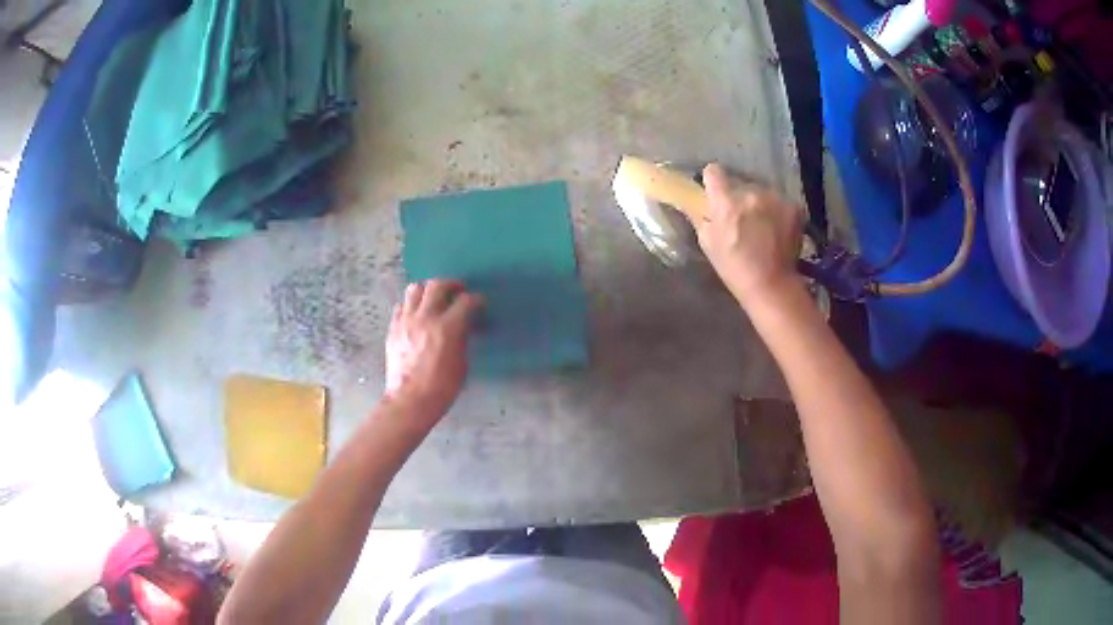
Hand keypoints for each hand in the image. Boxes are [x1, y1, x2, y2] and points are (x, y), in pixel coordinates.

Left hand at [384, 280, 482, 425]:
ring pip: (415, 289)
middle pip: (438, 285)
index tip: (479, 304)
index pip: (466, 301)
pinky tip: (417, 315)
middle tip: (458, 291)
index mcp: (447, 328)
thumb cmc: (442, 388)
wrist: (410, 402)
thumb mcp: (461, 363)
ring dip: (428, 290)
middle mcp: (425, 318)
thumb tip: (464, 326)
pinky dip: (411, 306)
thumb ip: (462, 338)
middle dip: (452, 285)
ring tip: (434, 298)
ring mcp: (406, 321)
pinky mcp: (393, 328)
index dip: (476, 300)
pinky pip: (401, 306)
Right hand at [696, 163, 803, 304]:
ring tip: (762, 228)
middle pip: (741, 184)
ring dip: (760, 205)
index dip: (713, 181)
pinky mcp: (794, 207)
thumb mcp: (707, 242)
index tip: (715, 192)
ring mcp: (775, 198)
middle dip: (739, 198)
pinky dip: (778, 213)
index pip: (714, 171)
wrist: (771, 285)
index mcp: (726, 201)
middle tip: (742, 220)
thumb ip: (702, 215)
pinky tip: (777, 231)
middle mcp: (751, 193)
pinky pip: (780, 202)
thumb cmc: (734, 267)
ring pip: (762, 193)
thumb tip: (699, 200)